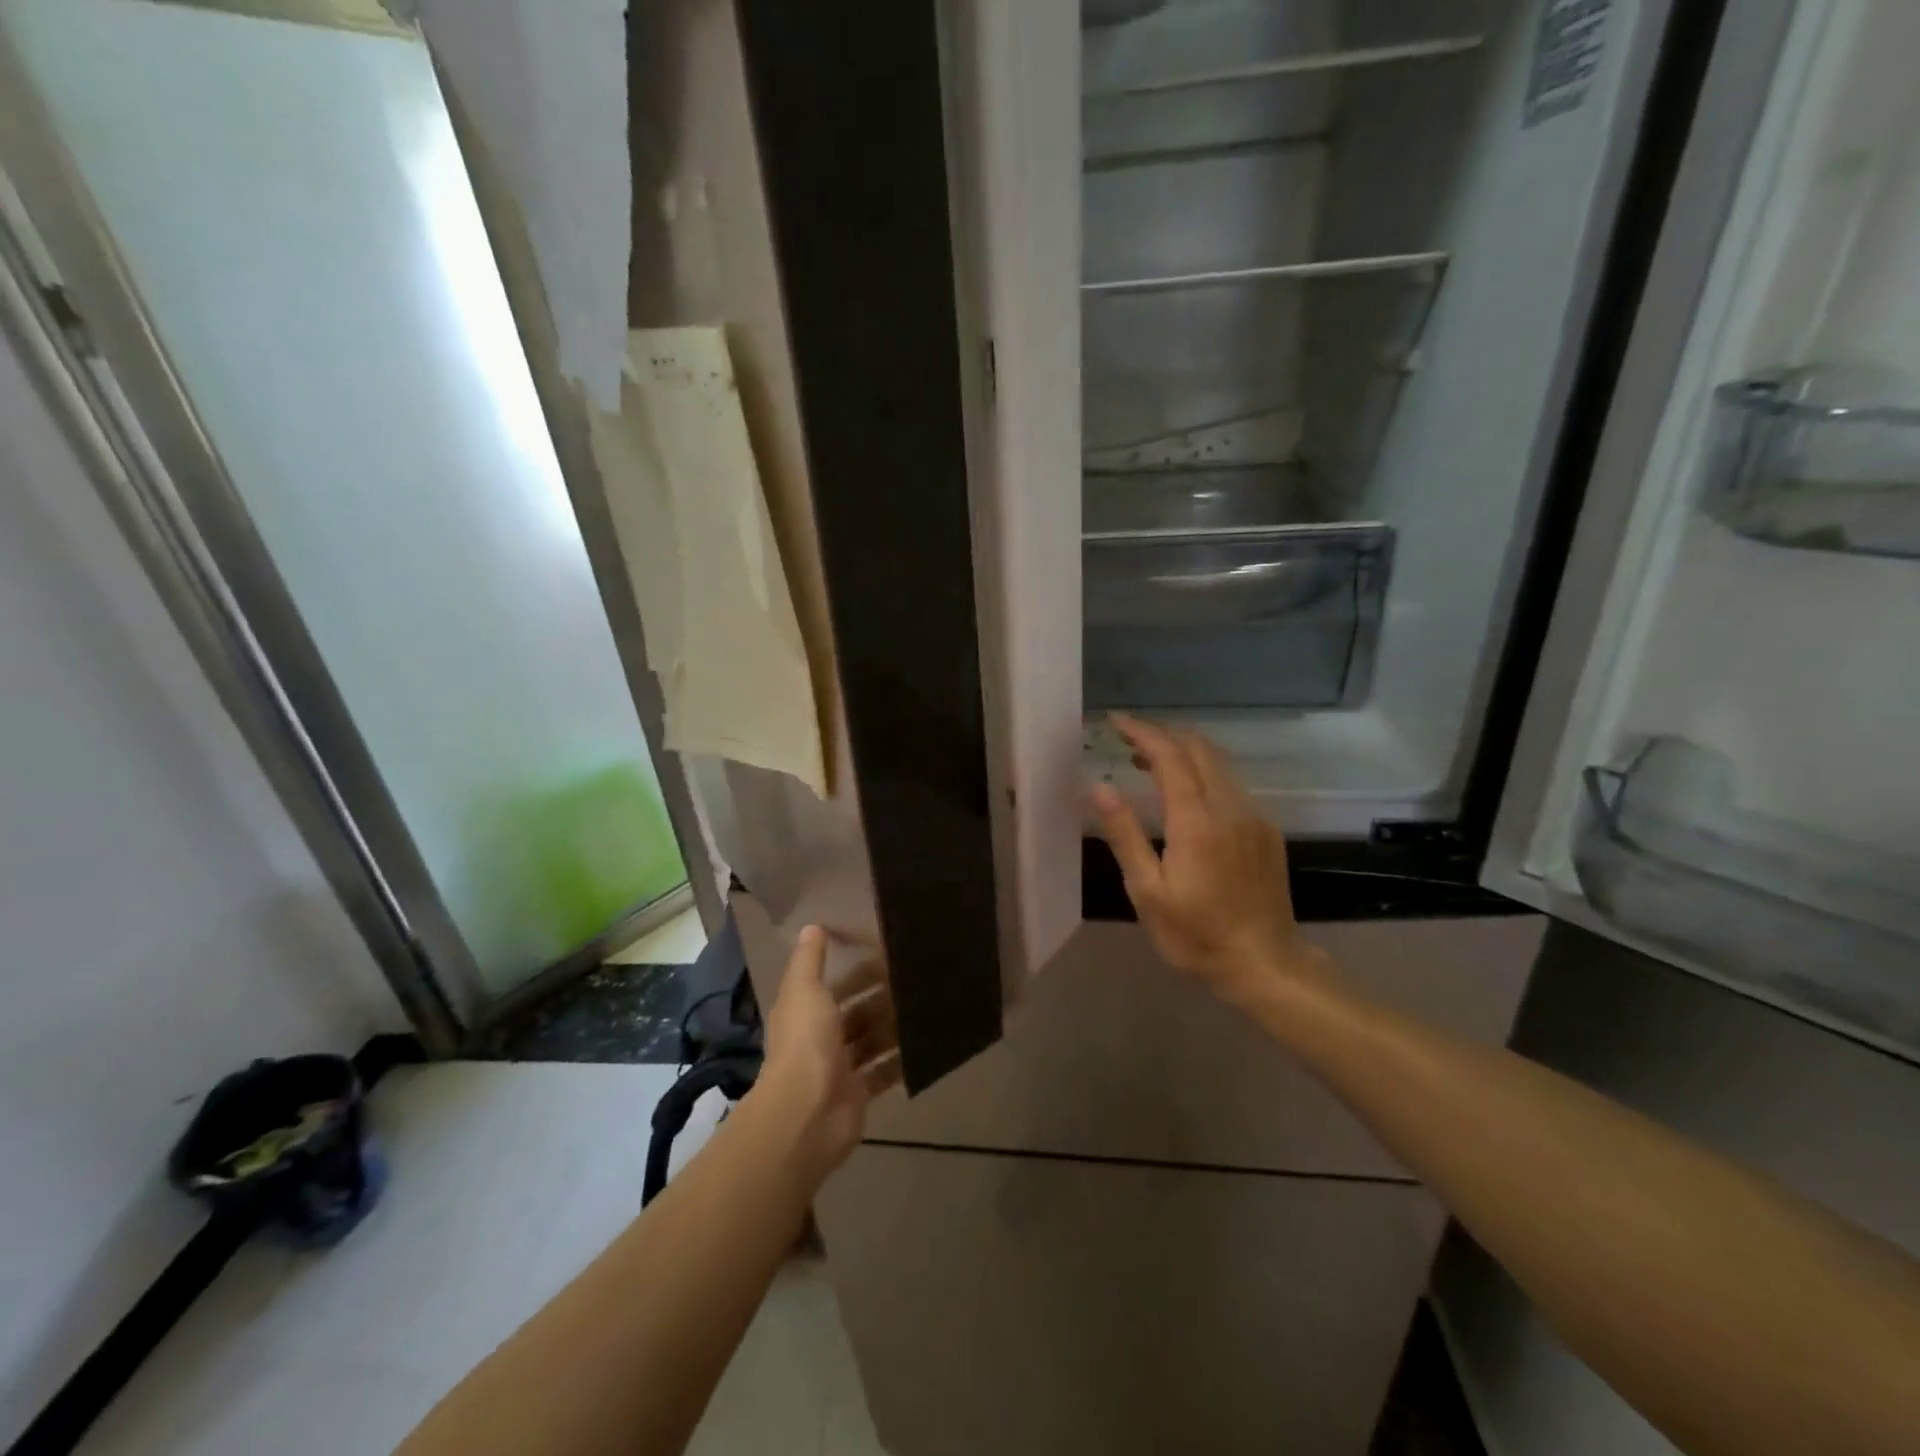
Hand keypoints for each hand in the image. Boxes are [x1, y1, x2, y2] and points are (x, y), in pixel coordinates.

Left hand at [757, 926, 900, 1180]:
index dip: (858, 971)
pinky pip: (884, 1072)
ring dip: (893, 1027)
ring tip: (927, 1007)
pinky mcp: (859, 1093)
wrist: (807, 1113)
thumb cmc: (806, 1042)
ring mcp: (840, 1068)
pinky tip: (925, 1045)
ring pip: (872, 1040)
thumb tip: (811, 926)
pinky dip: (901, 1061)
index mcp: (805, 1012)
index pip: (834, 985)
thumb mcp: (804, 990)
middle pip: (856, 1013)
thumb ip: (809, 959)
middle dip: (881, 998)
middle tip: (916, 980)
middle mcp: (821, 1038)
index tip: (889, 956)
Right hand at [1090, 715, 1329, 1007]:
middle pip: (1199, 750)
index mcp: (1196, 821)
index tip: (1116, 722)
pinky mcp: (1267, 832)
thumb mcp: (1148, 892)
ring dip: (1185, 752)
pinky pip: (1233, 785)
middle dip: (1163, 735)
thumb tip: (1100, 787)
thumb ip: (1125, 835)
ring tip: (1150, 762)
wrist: (1266, 964)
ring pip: (1220, 764)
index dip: (1143, 732)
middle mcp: (1230, 808)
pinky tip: (1189, 794)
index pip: (1170, 756)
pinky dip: (1205, 773)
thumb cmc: (1197, 934)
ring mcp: (1254, 818)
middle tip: (1129, 740)